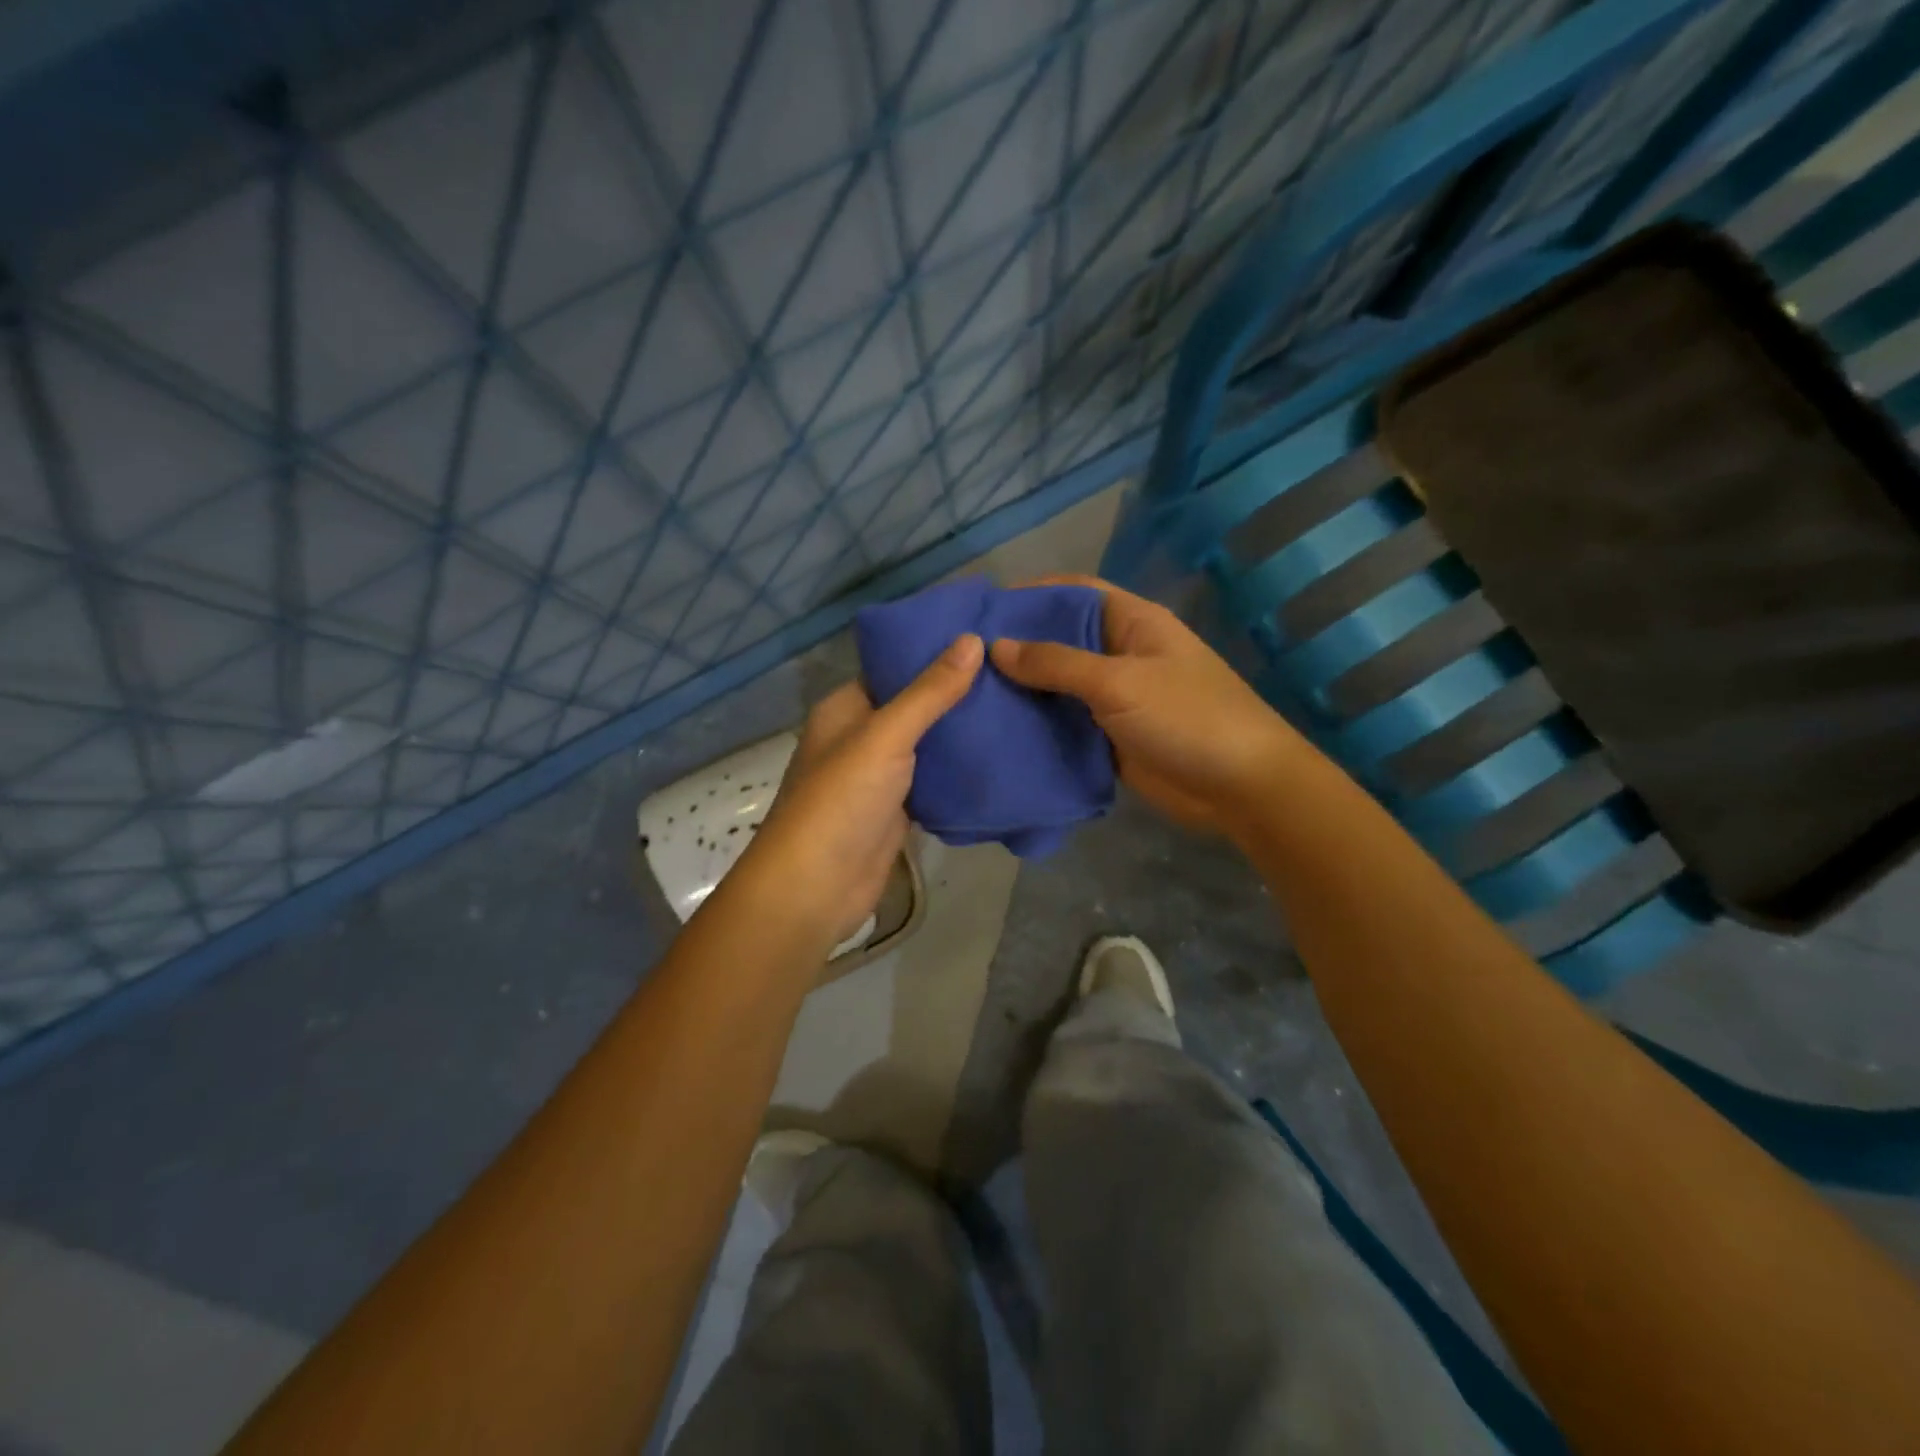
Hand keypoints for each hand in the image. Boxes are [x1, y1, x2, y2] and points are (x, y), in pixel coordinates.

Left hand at [732, 634, 983, 949]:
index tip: (983, 634)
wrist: (817, 887)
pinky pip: (933, 781)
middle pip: (914, 705)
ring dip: (962, 732)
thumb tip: (971, 639)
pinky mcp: (897, 811)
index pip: (893, 666)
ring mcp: (879, 776)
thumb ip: (929, 692)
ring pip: (927, 745)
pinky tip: (1001, 755)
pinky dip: (959, 771)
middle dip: (956, 692)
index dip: (933, 651)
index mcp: (846, 708)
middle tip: (1012, 670)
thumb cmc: (841, 800)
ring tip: (1016, 704)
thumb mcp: (885, 735)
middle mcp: (861, 737)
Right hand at [989, 575, 1305, 836]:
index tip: (984, 608)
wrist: (1240, 786)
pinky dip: (1038, 725)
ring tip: (970, 693)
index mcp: (1131, 623)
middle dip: (1018, 646)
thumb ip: (1057, 663)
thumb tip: (997, 646)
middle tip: (963, 657)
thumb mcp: (1119, 682)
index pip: (1074, 593)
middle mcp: (1121, 654)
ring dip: (1023, 690)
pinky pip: (1067, 723)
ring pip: (1060, 685)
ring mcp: (1116, 698)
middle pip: (1061, 640)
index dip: (1032, 594)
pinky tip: (999, 730)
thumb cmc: (1186, 717)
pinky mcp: (1110, 737)